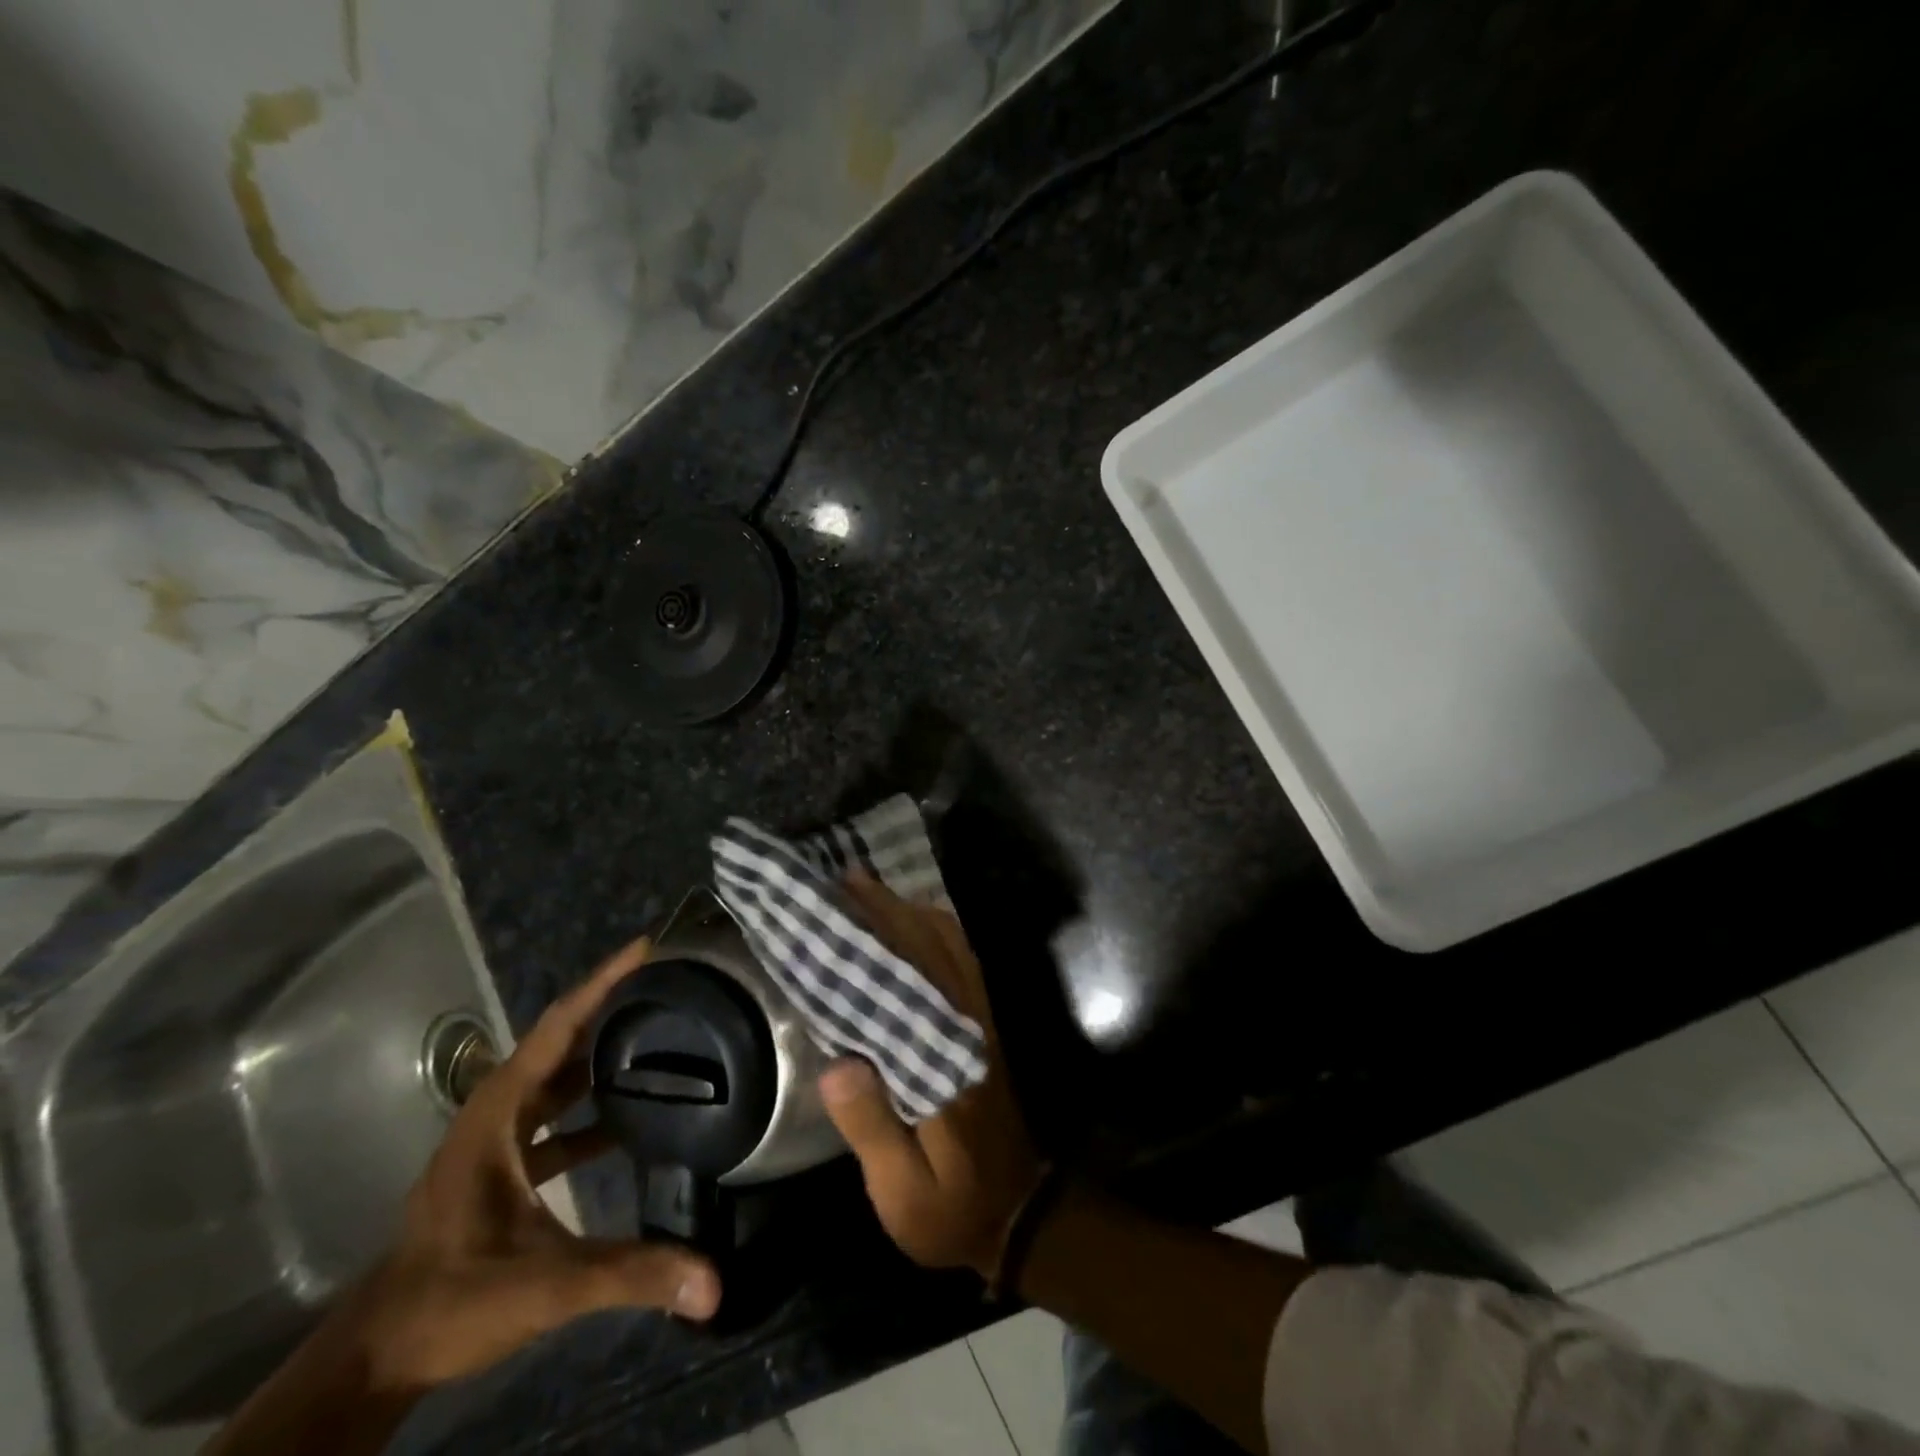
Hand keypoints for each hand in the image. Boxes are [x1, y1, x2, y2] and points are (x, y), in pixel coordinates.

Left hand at [207, 937, 721, 1455]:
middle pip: (562, 1041)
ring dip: (603, 1053)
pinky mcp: (506, 1165)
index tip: (647, 947)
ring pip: (559, 1077)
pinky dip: (592, 1105)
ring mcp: (499, 1138)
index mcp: (497, 1113)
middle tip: (670, 980)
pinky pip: (557, 1116)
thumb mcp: (544, 1285)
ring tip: (662, 1030)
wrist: (379, 1357)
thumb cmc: (451, 1301)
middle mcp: (498, 1111)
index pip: (558, 1028)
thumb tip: (713, 1282)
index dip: (602, 983)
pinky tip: (634, 1113)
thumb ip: (628, 1274)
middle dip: (612, 1006)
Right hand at [819, 874, 1043, 1277]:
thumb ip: (873, 1130)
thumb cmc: (954, 1208)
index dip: (878, 937)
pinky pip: (963, 963)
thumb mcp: (903, 1193)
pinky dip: (938, 933)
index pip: (910, 981)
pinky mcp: (985, 1027)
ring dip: (912, 913)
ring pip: (952, 949)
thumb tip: (838, 1064)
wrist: (1019, 1212)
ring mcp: (981, 1023)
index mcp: (945, 1061)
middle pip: (931, 950)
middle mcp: (968, 1027)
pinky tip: (911, 923)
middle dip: (889, 910)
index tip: (844, 903)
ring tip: (869, 892)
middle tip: (845, 881)